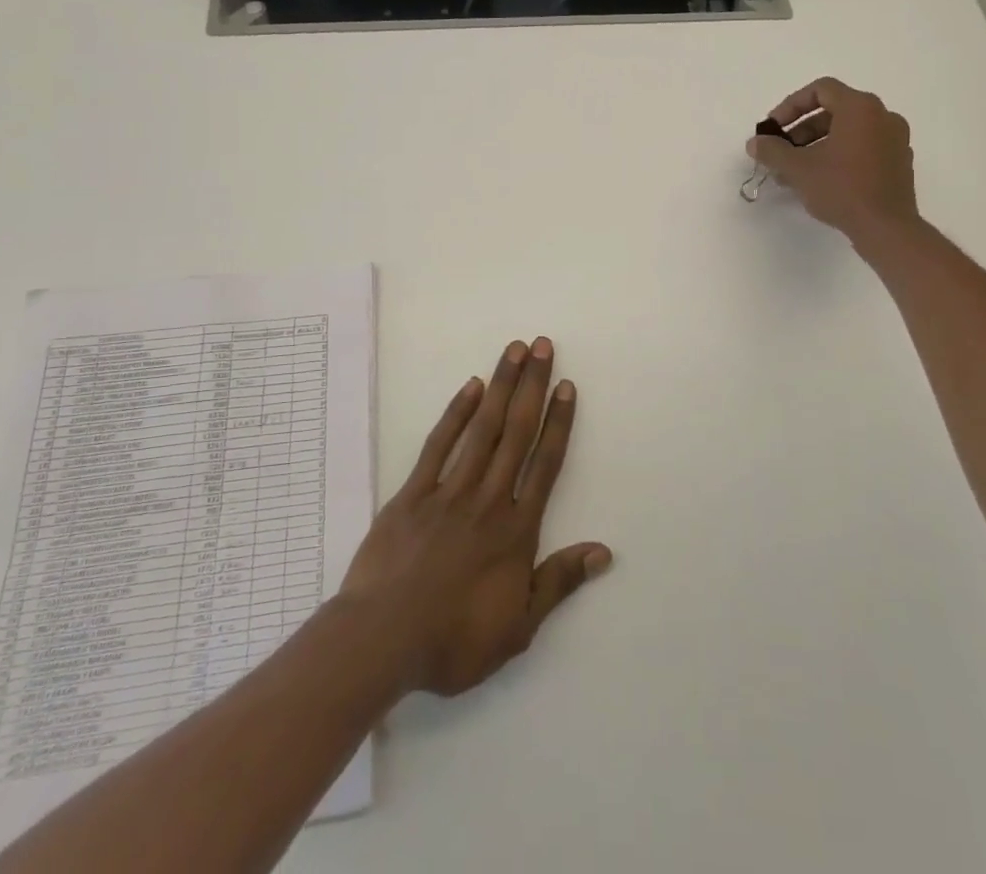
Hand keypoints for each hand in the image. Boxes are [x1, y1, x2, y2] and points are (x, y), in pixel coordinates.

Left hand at [338, 338, 610, 697]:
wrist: (382, 641)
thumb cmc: (453, 640)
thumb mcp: (518, 627)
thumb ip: (559, 582)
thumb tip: (603, 551)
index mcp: (516, 529)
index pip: (545, 464)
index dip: (559, 422)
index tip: (567, 386)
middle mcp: (488, 498)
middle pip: (517, 432)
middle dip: (533, 386)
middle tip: (544, 346)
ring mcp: (449, 491)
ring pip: (483, 428)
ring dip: (502, 386)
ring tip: (515, 351)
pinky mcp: (413, 493)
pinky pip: (438, 444)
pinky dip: (456, 413)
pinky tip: (471, 387)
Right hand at [746, 77, 919, 246]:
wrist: (887, 229)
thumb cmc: (842, 189)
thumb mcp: (798, 168)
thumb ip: (772, 150)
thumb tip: (755, 142)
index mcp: (860, 108)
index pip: (821, 90)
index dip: (791, 106)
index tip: (774, 129)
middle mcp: (883, 116)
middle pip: (834, 110)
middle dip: (802, 129)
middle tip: (782, 151)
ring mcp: (896, 140)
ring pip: (848, 131)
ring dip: (818, 144)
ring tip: (795, 171)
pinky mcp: (900, 163)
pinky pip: (864, 148)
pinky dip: (840, 155)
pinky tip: (821, 180)